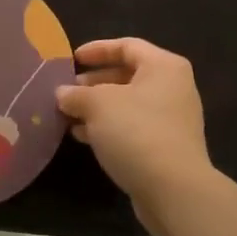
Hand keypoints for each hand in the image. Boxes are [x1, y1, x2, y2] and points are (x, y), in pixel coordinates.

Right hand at [56, 39, 212, 226]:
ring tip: (68, 115)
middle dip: (94, 82)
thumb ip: (77, 94)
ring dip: (97, 107)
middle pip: (127, 75)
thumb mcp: (98, 105)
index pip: (127, 46)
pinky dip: (108, 127)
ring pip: (127, 104)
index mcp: (163, 67)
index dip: (97, 50)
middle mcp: (173, 88)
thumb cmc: (136, 132)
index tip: (71, 60)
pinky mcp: (166, 146)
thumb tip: (62, 94)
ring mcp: (171, 119)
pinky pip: (132, 127)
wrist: (173, 190)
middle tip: (66, 91)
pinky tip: (82, 136)